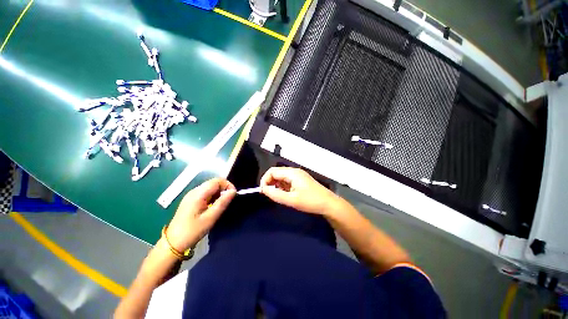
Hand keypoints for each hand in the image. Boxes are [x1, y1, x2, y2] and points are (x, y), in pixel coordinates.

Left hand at [166, 178, 235, 251]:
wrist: (173, 243)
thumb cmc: (193, 231)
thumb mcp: (210, 217)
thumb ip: (222, 202)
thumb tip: (233, 191)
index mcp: (198, 194)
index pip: (217, 181)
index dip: (228, 185)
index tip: (233, 195)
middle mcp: (194, 191)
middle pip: (214, 183)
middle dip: (224, 189)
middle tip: (227, 202)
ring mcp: (191, 195)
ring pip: (210, 188)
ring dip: (218, 194)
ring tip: (220, 206)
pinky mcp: (191, 200)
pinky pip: (206, 193)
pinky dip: (213, 197)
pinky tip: (212, 207)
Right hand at [260, 167, 338, 214]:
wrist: (329, 204)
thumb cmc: (310, 201)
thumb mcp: (291, 200)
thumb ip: (276, 194)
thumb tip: (263, 189)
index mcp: (292, 173)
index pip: (272, 171)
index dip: (265, 180)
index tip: (263, 192)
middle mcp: (294, 171)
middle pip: (277, 173)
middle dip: (270, 183)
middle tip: (270, 195)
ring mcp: (298, 175)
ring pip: (282, 177)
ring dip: (277, 185)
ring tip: (278, 196)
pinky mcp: (301, 180)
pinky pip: (288, 181)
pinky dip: (283, 187)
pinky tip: (286, 195)